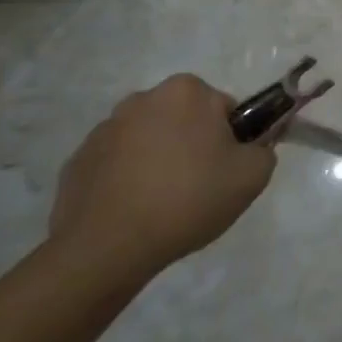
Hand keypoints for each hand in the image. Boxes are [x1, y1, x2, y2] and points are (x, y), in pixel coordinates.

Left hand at [49, 74, 271, 280]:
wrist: (108, 249)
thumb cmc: (189, 199)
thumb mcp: (253, 175)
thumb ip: (264, 149)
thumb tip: (252, 147)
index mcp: (186, 92)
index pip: (223, 108)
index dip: (231, 139)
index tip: (226, 168)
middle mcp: (142, 99)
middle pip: (184, 119)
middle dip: (193, 144)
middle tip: (199, 185)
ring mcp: (103, 130)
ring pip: (148, 139)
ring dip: (158, 159)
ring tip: (163, 202)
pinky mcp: (76, 161)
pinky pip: (116, 163)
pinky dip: (127, 179)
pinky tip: (134, 210)